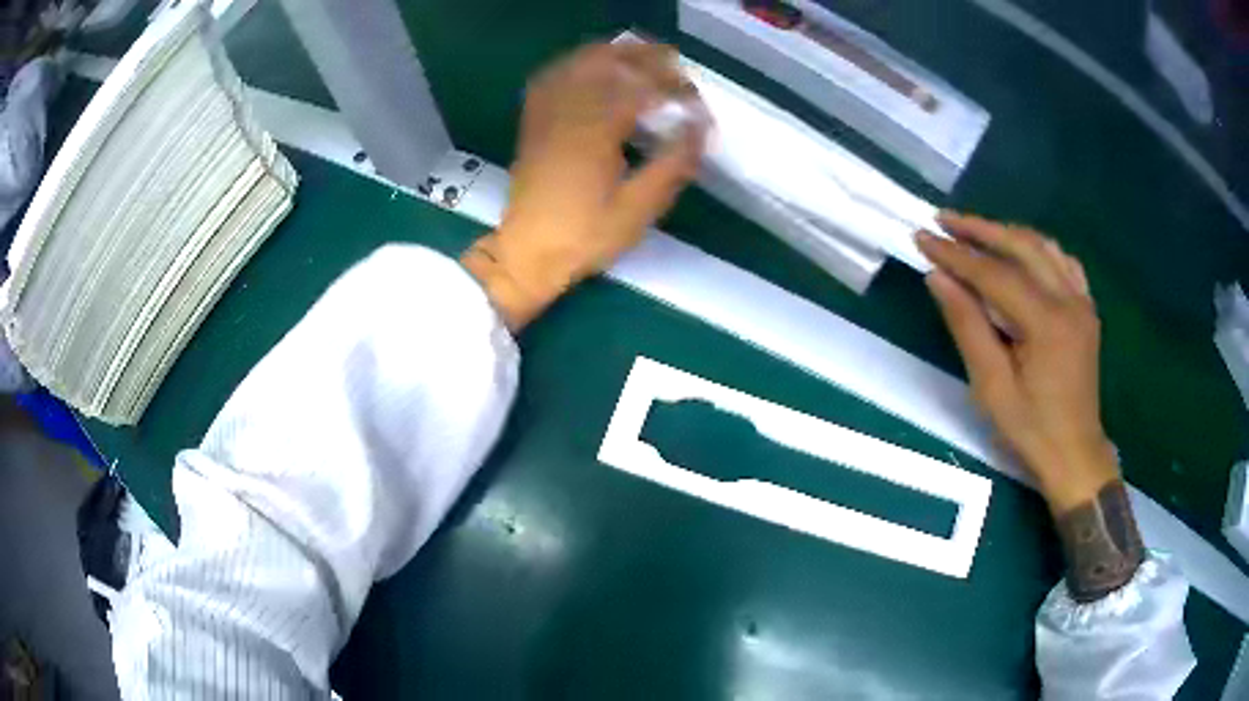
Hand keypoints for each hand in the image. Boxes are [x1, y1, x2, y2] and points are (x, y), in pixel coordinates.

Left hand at [463, 42, 706, 329]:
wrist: (527, 253)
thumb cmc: (585, 236)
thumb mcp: (638, 209)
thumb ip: (672, 164)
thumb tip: (699, 128)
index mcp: (597, 132)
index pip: (641, 88)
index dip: (673, 85)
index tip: (696, 98)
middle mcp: (569, 113)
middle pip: (609, 65)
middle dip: (645, 57)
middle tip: (674, 64)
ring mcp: (547, 115)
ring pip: (578, 65)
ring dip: (612, 53)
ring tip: (639, 56)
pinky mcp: (534, 124)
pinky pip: (551, 79)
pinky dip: (575, 64)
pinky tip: (589, 67)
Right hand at [916, 212, 1117, 514]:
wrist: (1074, 454)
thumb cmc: (1030, 429)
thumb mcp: (992, 386)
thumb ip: (967, 326)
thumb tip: (938, 278)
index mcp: (1047, 323)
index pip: (995, 274)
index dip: (956, 254)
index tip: (922, 237)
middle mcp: (1069, 300)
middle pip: (1022, 246)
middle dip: (980, 229)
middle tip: (943, 220)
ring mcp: (1082, 302)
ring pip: (1043, 247)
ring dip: (1006, 234)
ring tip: (974, 231)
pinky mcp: (1086, 309)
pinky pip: (1063, 262)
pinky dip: (1036, 249)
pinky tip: (1020, 252)